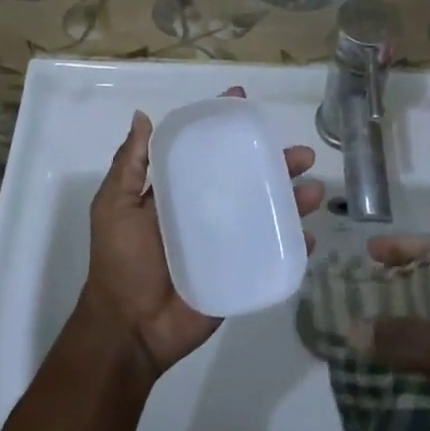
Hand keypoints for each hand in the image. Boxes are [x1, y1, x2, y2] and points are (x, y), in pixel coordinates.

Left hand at [81, 89, 323, 377]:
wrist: (130, 327)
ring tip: (314, 191)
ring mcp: (225, 242)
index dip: (224, 127)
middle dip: (275, 163)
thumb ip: (129, 165)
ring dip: (292, 199)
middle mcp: (206, 210)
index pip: (206, 151)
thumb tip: (142, 116)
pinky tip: (309, 235)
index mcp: (177, 192)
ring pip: (265, 212)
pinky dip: (293, 243)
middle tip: (301, 155)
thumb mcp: (114, 205)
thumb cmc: (120, 261)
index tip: (244, 103)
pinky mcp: (239, 272)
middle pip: (246, 178)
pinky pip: (270, 253)